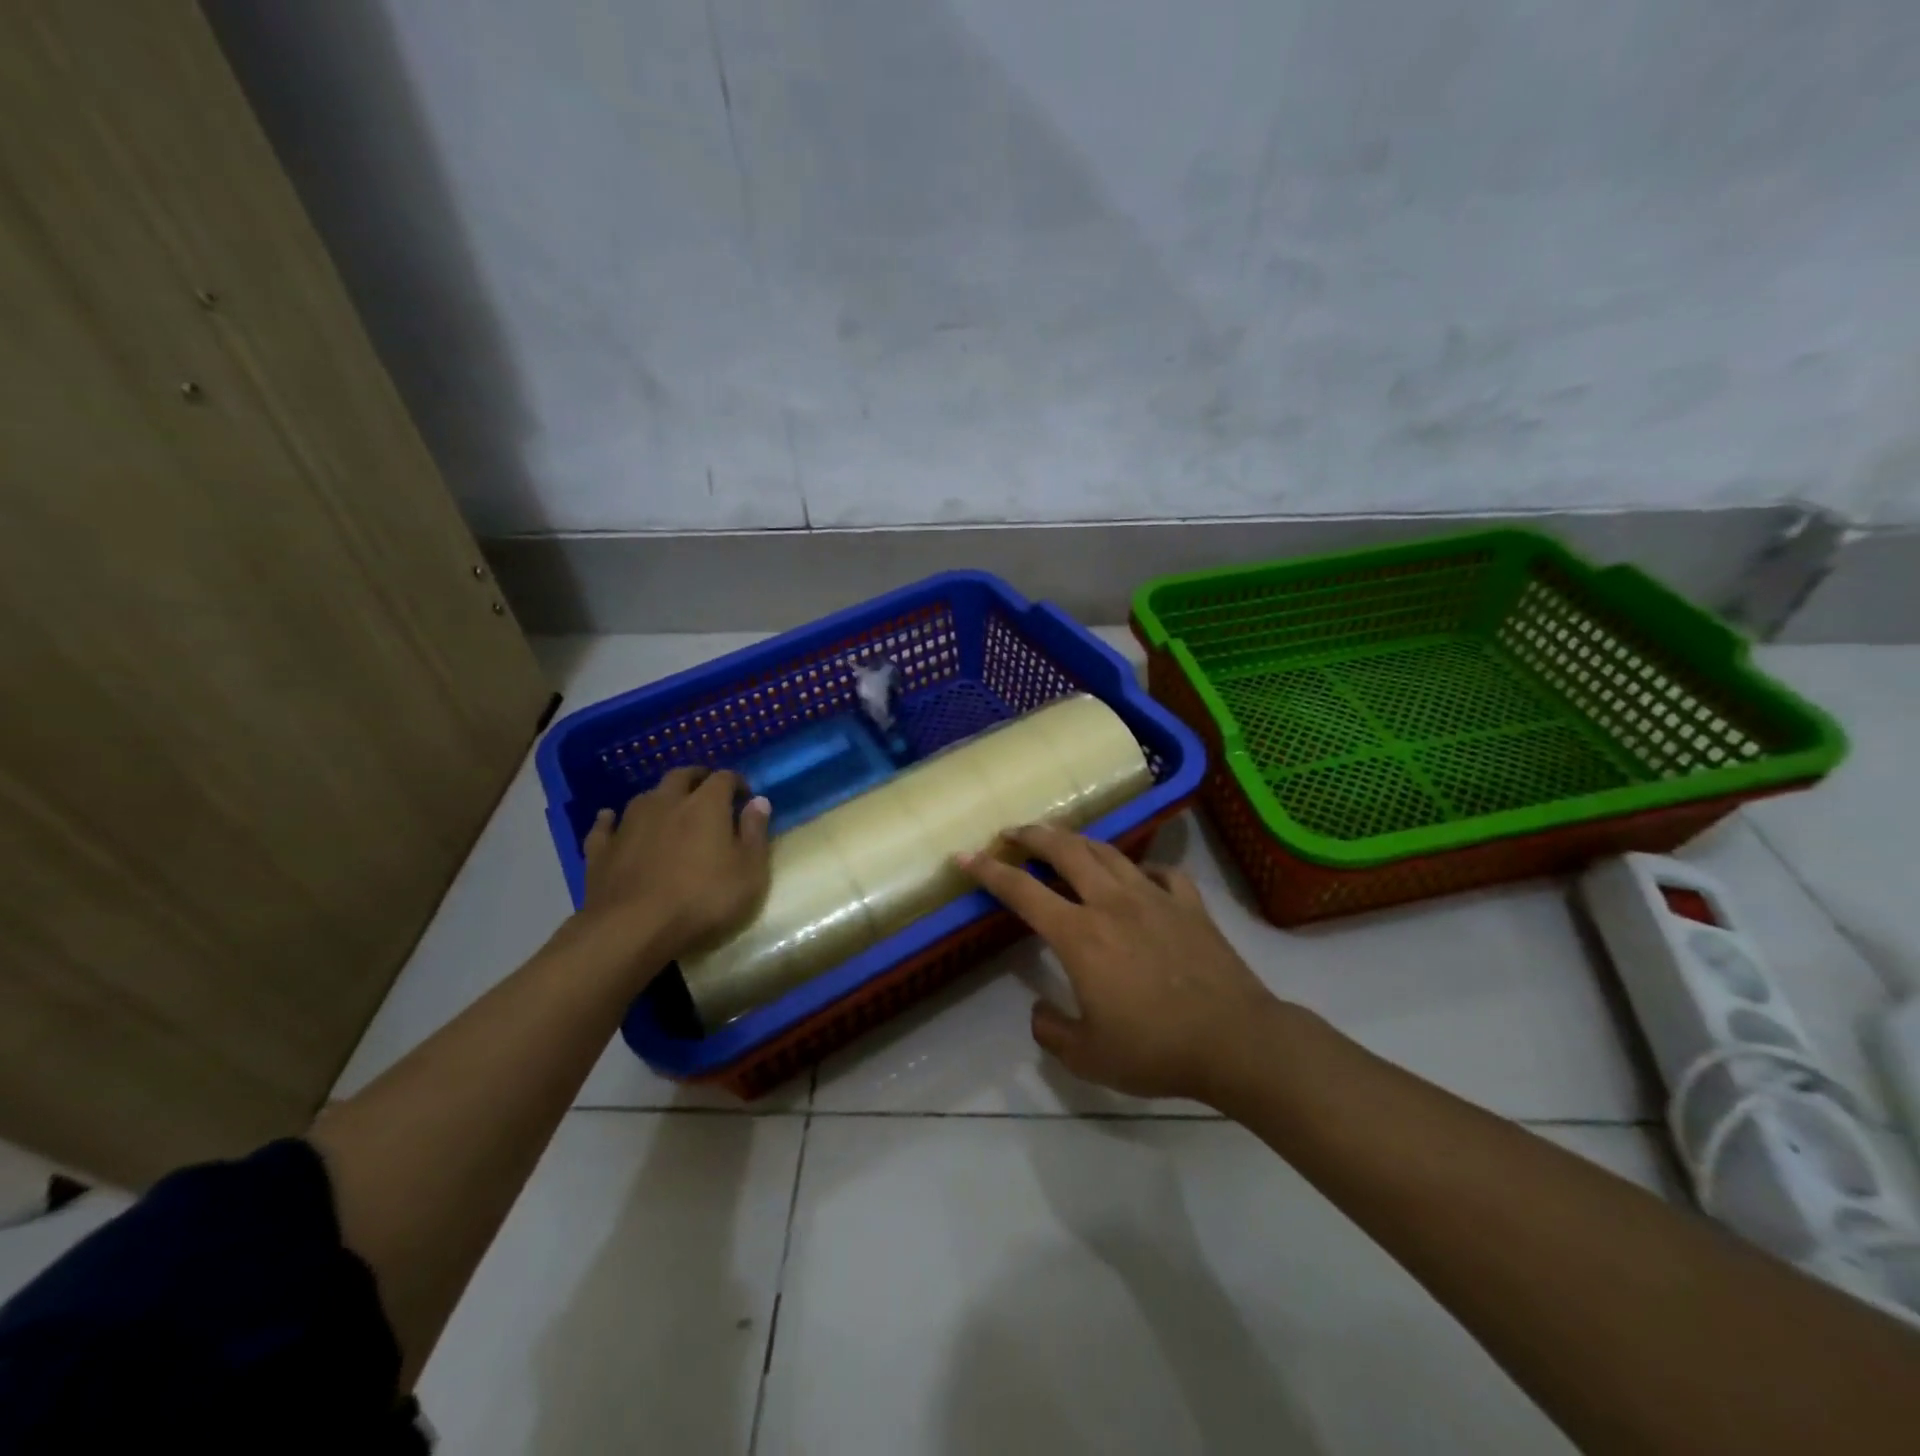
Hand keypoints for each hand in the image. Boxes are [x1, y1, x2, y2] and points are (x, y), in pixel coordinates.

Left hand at [578, 767, 771, 964]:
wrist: (632, 929)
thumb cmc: (702, 900)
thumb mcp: (749, 872)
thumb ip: (755, 833)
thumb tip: (759, 801)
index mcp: (706, 805)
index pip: (724, 778)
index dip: (736, 783)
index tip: (745, 797)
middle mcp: (666, 802)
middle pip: (681, 776)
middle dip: (697, 779)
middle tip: (708, 792)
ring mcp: (629, 823)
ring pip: (646, 796)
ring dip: (660, 798)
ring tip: (669, 810)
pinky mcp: (602, 848)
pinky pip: (605, 825)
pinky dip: (612, 820)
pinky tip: (611, 820)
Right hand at [961, 824, 1285, 1104]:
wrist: (1235, 1041)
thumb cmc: (1155, 1049)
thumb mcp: (1088, 1057)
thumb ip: (1051, 1031)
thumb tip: (1039, 1011)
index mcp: (1080, 934)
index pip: (1022, 890)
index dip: (989, 871)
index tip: (965, 856)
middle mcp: (1112, 903)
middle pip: (1065, 850)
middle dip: (1033, 834)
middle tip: (1013, 831)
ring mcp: (1155, 897)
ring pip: (1109, 852)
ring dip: (1078, 841)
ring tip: (1063, 840)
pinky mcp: (1190, 904)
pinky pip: (1162, 873)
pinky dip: (1143, 869)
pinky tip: (1140, 877)